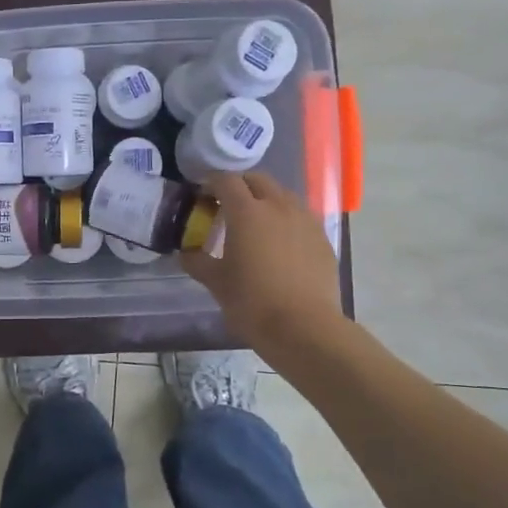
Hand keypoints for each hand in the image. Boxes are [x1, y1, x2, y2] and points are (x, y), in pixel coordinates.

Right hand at [180, 171, 343, 365]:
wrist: (304, 327)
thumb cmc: (252, 302)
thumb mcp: (216, 282)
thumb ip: (197, 261)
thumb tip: (186, 252)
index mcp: (246, 212)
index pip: (225, 180)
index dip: (210, 183)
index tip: (202, 195)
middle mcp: (278, 206)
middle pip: (257, 180)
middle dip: (240, 186)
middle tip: (226, 206)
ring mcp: (304, 220)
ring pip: (282, 195)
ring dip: (265, 199)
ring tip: (255, 223)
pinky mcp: (322, 238)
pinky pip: (300, 217)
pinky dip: (285, 220)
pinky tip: (280, 244)